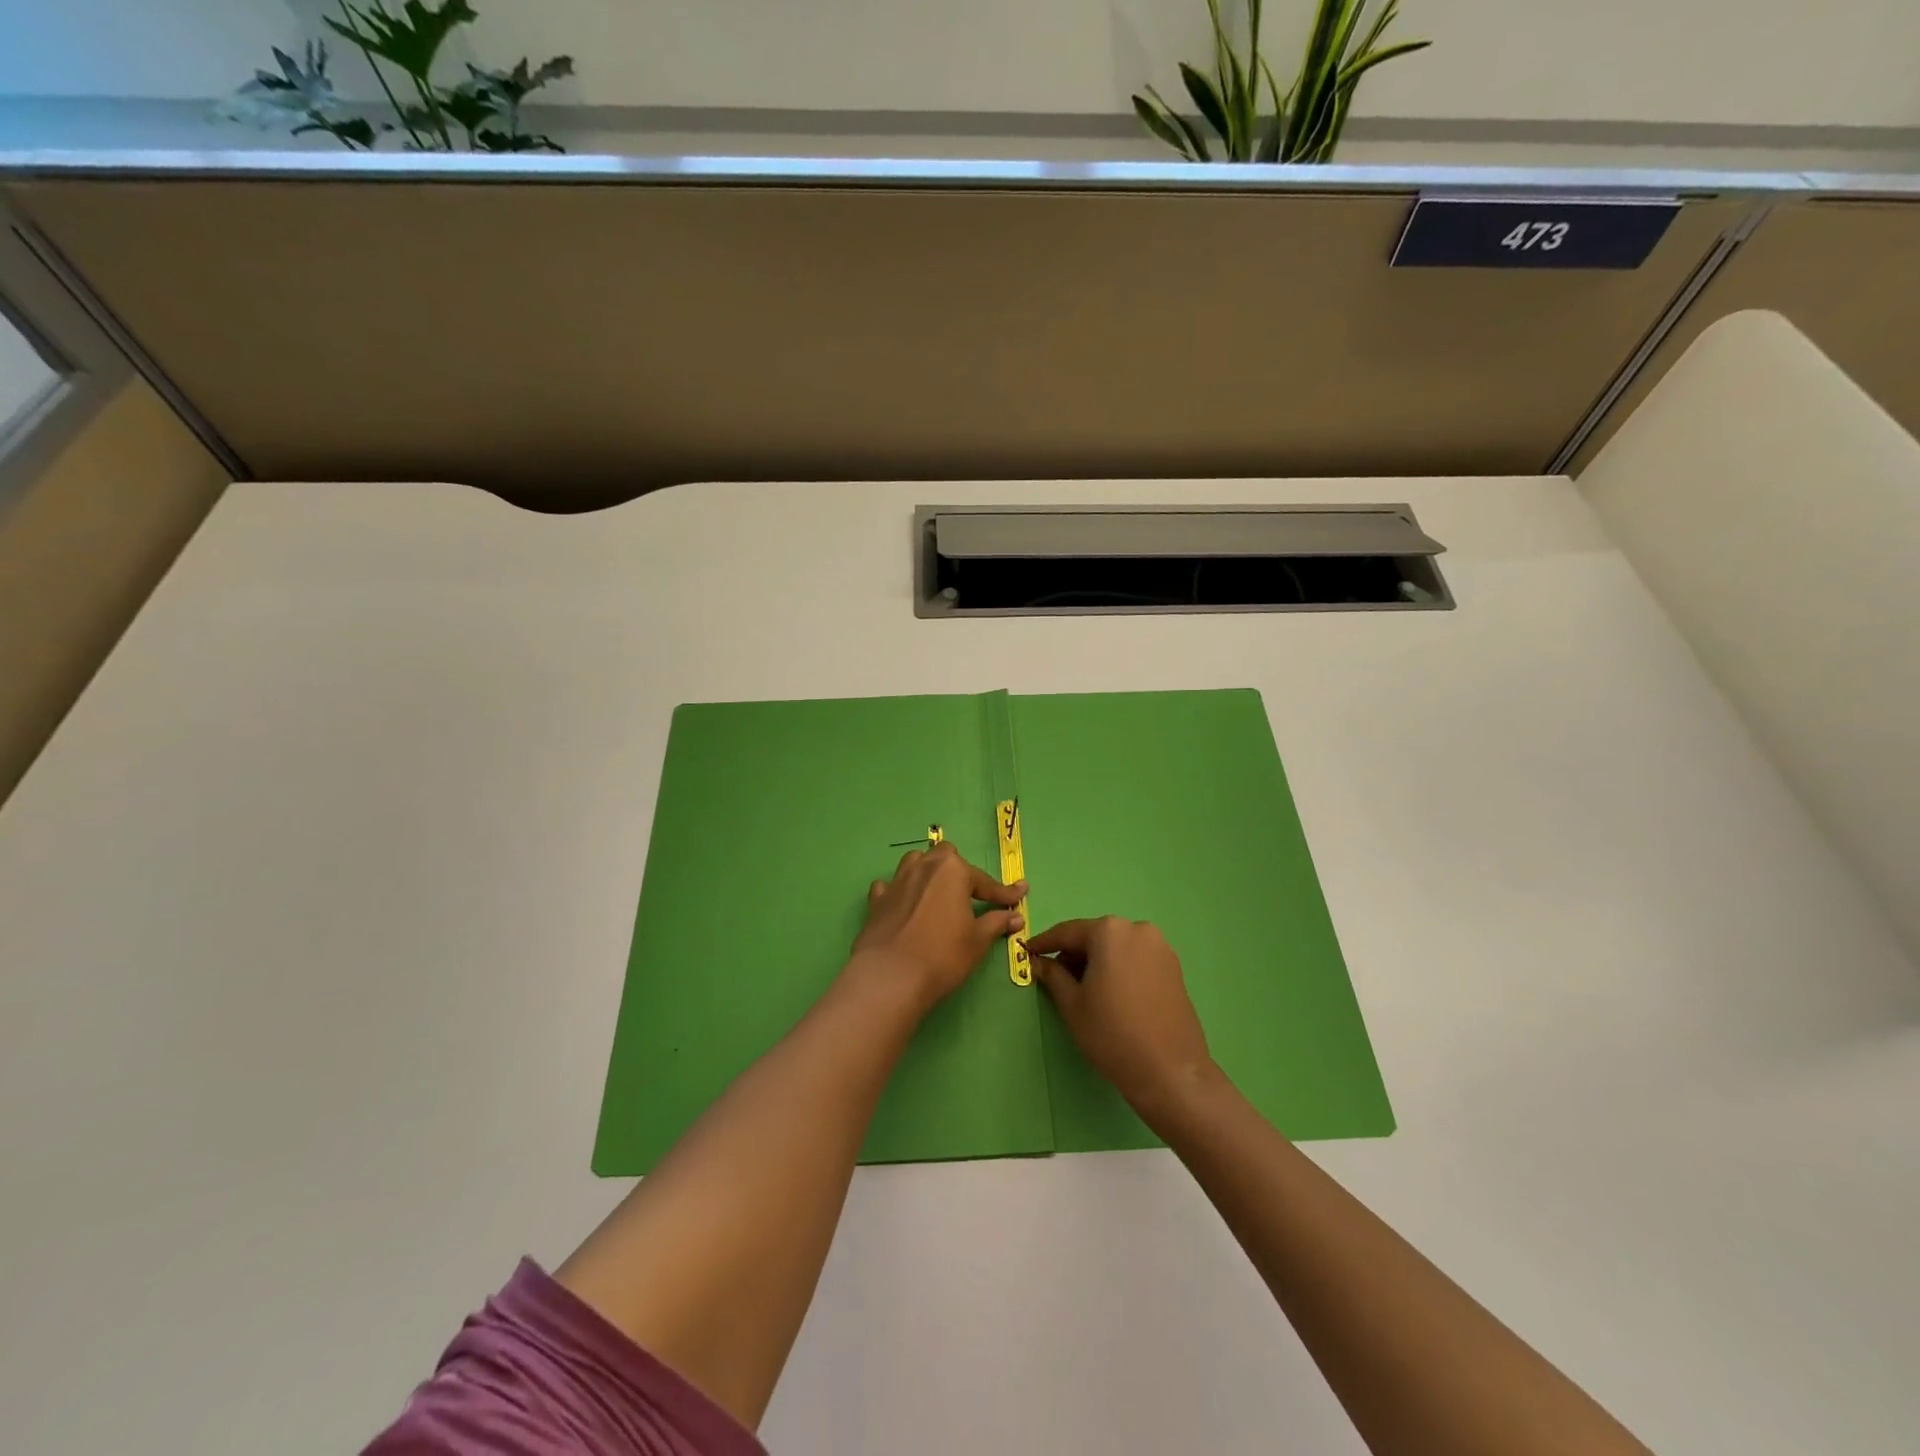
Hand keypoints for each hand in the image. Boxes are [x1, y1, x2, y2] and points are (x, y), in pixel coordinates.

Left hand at [850, 843, 1024, 1008]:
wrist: (892, 976)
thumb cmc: (943, 955)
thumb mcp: (978, 940)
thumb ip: (996, 922)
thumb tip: (1016, 916)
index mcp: (952, 870)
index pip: (985, 881)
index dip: (1004, 893)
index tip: (1020, 894)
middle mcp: (924, 866)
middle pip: (945, 857)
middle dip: (959, 871)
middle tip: (969, 895)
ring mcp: (897, 881)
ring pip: (915, 863)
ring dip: (927, 872)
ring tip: (936, 891)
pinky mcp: (877, 900)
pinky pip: (889, 886)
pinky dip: (898, 892)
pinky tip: (903, 904)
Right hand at [1027, 917, 1217, 1123]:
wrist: (1170, 1071)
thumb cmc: (1112, 1033)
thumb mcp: (1072, 1004)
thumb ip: (1052, 975)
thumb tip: (1037, 962)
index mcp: (1109, 931)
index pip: (1067, 933)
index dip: (1044, 944)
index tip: (1027, 953)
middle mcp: (1137, 929)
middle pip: (1095, 937)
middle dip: (1073, 955)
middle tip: (1054, 977)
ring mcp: (1160, 948)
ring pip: (1116, 948)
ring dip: (1096, 962)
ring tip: (1082, 990)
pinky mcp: (1174, 968)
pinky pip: (1135, 959)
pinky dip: (1118, 969)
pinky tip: (1110, 994)